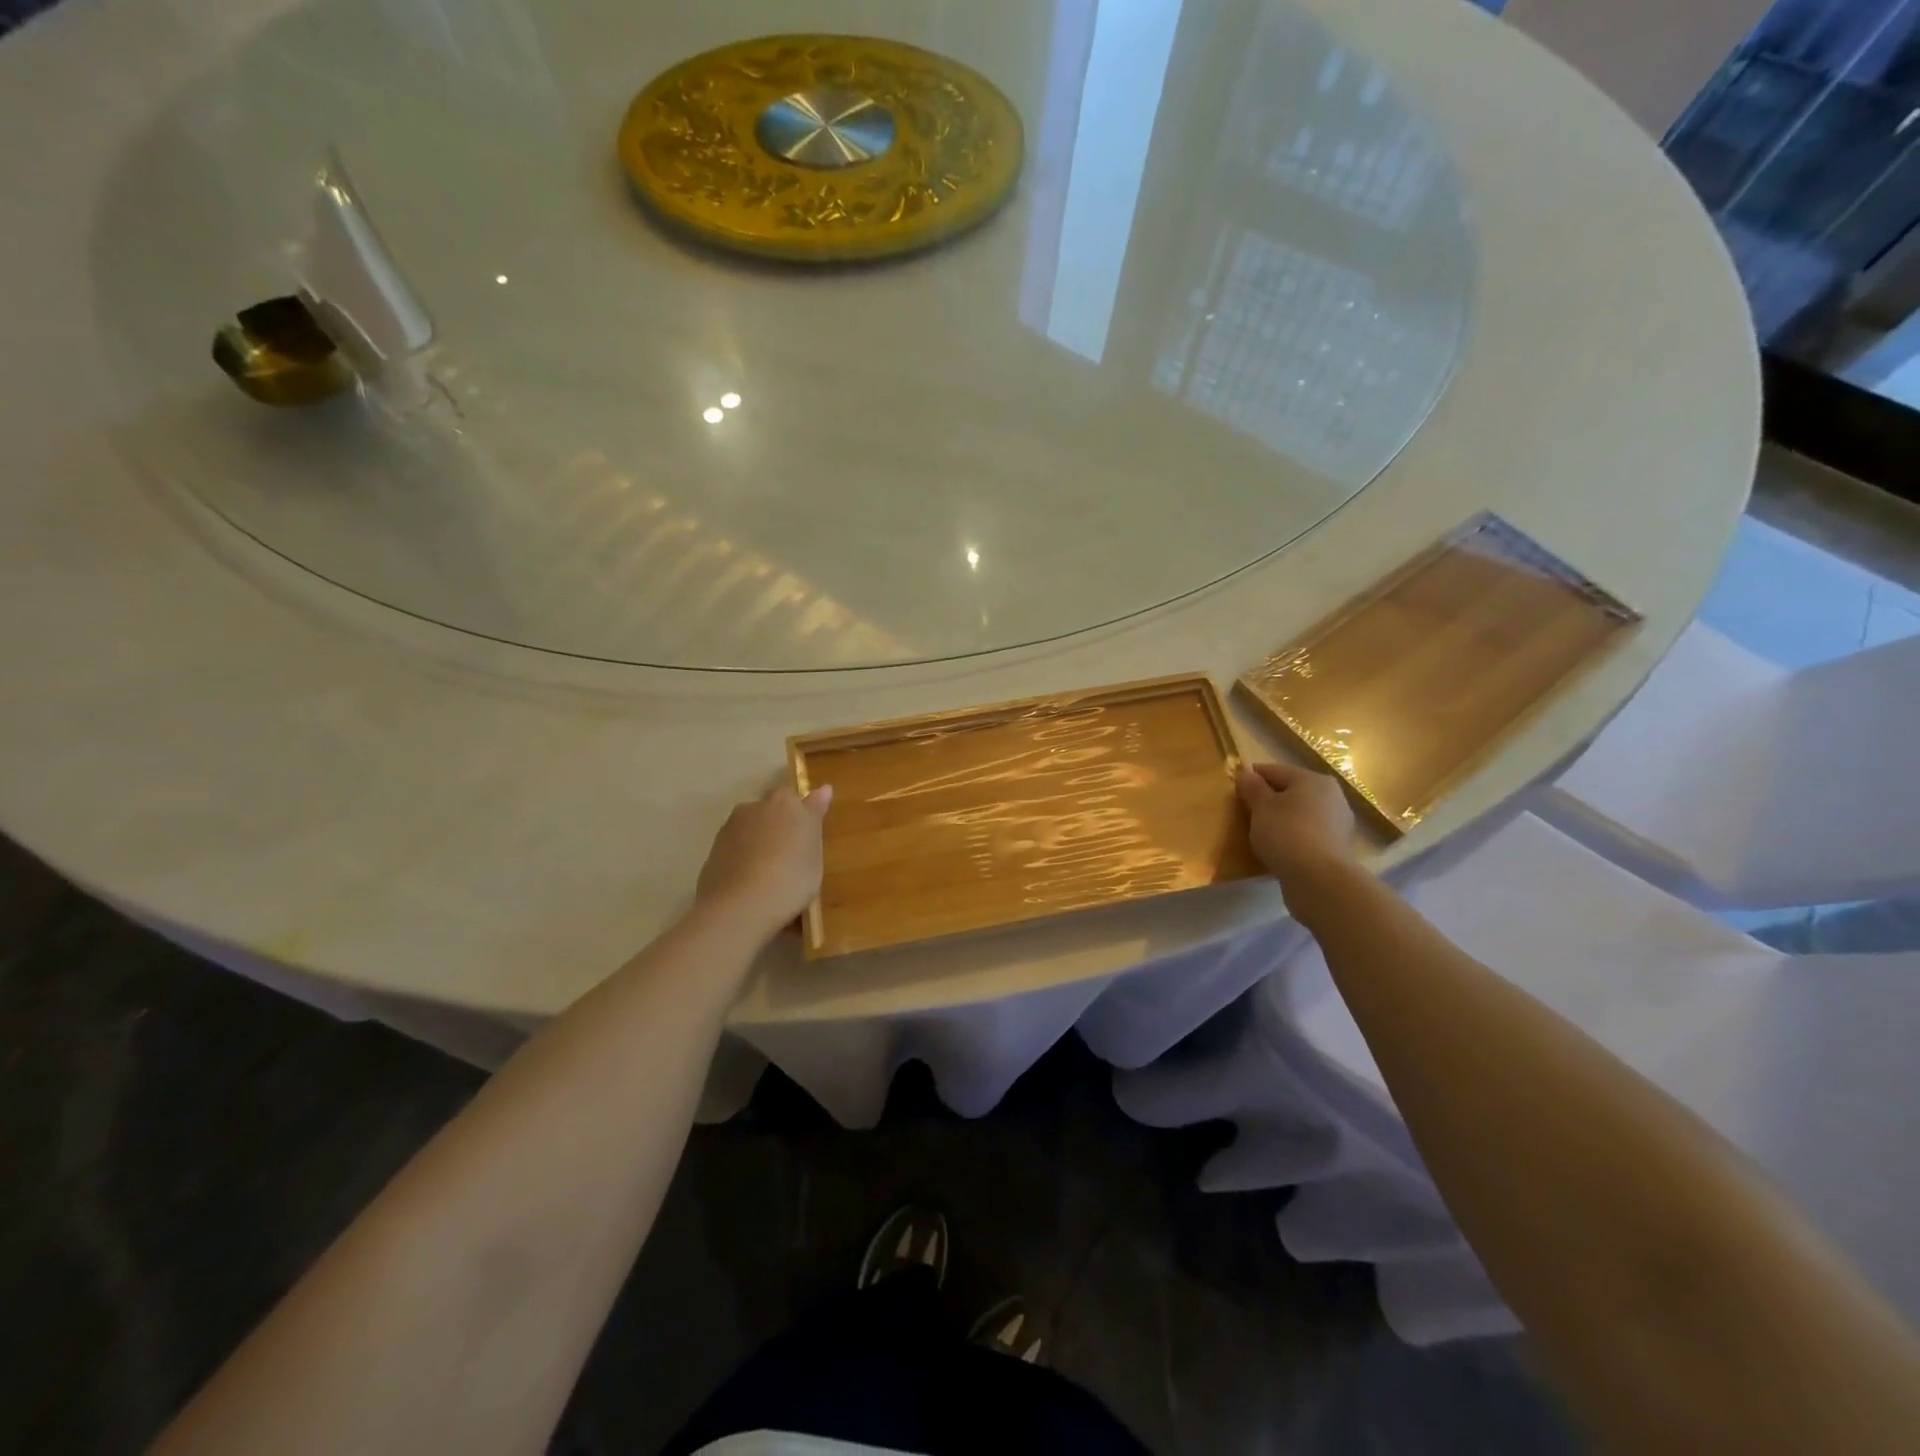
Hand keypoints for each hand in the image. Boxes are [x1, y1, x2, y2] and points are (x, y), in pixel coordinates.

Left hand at [695, 784, 831, 939]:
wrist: (740, 907)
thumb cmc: (791, 876)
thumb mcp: (815, 851)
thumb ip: (815, 817)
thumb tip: (823, 789)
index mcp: (783, 802)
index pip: (793, 797)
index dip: (800, 815)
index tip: (806, 834)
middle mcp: (752, 808)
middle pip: (768, 813)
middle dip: (777, 828)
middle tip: (791, 858)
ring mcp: (728, 831)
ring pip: (750, 833)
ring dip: (759, 846)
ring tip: (770, 877)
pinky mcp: (711, 855)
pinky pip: (735, 853)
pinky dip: (743, 863)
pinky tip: (751, 887)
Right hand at [1236, 761, 1357, 898]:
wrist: (1320, 880)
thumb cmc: (1286, 834)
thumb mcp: (1261, 807)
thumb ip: (1252, 788)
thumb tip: (1245, 773)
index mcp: (1313, 779)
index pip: (1274, 770)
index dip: (1251, 777)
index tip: (1232, 790)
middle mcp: (1331, 796)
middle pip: (1290, 791)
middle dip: (1267, 800)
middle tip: (1244, 813)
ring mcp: (1337, 822)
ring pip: (1299, 814)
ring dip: (1280, 820)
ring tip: (1258, 834)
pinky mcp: (1336, 847)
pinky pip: (1306, 834)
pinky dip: (1291, 837)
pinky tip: (1277, 849)